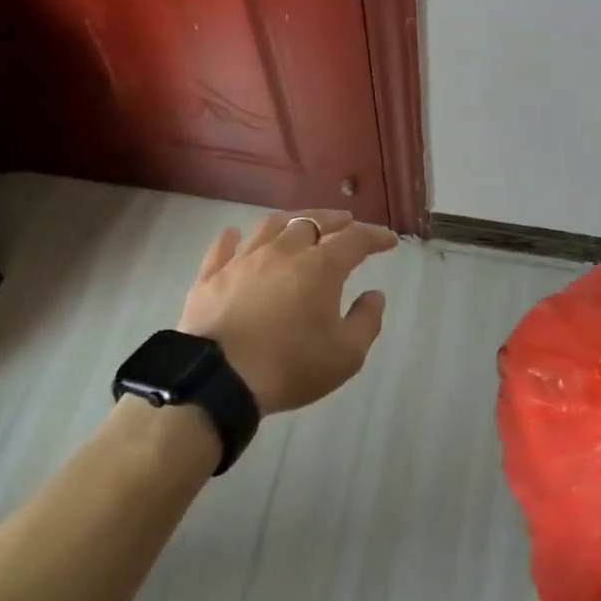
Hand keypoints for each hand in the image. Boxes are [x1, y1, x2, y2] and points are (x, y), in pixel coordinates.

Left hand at [178, 210, 397, 414]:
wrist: (218, 380)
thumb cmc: (290, 366)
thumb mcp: (345, 355)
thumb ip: (366, 321)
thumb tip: (374, 295)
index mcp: (320, 266)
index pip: (355, 239)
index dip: (374, 236)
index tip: (388, 240)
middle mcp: (283, 251)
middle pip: (312, 222)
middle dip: (334, 220)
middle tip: (346, 222)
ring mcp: (243, 260)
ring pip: (270, 226)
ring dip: (291, 220)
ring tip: (300, 223)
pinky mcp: (211, 276)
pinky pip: (223, 248)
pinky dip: (232, 238)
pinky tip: (233, 234)